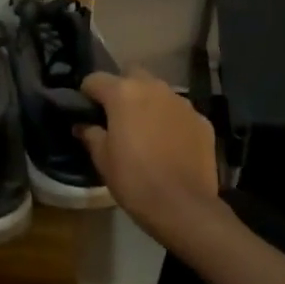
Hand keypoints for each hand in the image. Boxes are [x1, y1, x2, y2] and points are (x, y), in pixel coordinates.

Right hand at [78, 69, 222, 246]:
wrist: (184, 207)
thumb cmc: (134, 180)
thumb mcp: (103, 160)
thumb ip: (91, 134)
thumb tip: (82, 124)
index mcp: (123, 93)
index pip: (95, 79)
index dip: (87, 94)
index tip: (87, 111)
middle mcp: (153, 87)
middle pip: (131, 75)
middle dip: (122, 89)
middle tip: (118, 117)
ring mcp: (181, 102)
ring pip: (158, 92)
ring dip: (149, 104)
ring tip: (147, 132)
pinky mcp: (202, 120)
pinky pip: (180, 112)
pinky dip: (172, 121)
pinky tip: (171, 145)